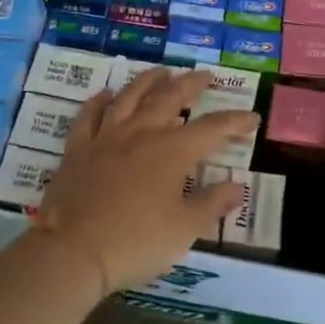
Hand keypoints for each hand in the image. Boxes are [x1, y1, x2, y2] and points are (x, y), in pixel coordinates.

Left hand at [35, 66, 259, 295]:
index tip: (252, 117)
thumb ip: (212, 204)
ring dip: (148, 81)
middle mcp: (141, 134)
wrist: (72, 252)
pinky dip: (99, 101)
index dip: (235, 121)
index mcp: (172, 151)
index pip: (212, 129)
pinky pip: (88, 116)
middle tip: (205, 76)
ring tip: (161, 71)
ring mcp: (106, 138)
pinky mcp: (77, 150)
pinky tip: (107, 94)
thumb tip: (237, 186)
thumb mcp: (185, 229)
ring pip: (130, 97)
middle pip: (169, 98)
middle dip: (191, 85)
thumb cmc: (136, 241)